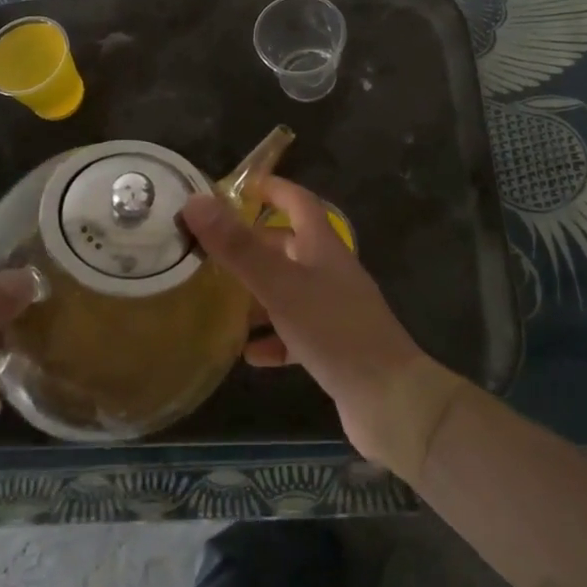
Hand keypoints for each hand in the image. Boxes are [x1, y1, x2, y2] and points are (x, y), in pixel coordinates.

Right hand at [181, 178, 427, 464]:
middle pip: (289, 246)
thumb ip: (238, 247)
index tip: (237, 187)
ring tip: (218, 300)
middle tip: (211, 249)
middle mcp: (330, 272)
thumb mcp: (280, 285)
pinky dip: (272, 339)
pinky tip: (248, 354)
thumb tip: (197, 201)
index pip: (298, 202)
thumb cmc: (334, 330)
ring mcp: (334, 311)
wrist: (390, 399)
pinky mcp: (333, 347)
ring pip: (289, 290)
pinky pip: (295, 334)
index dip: (272, 189)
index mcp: (323, 246)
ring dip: (257, 294)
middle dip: (253, 244)